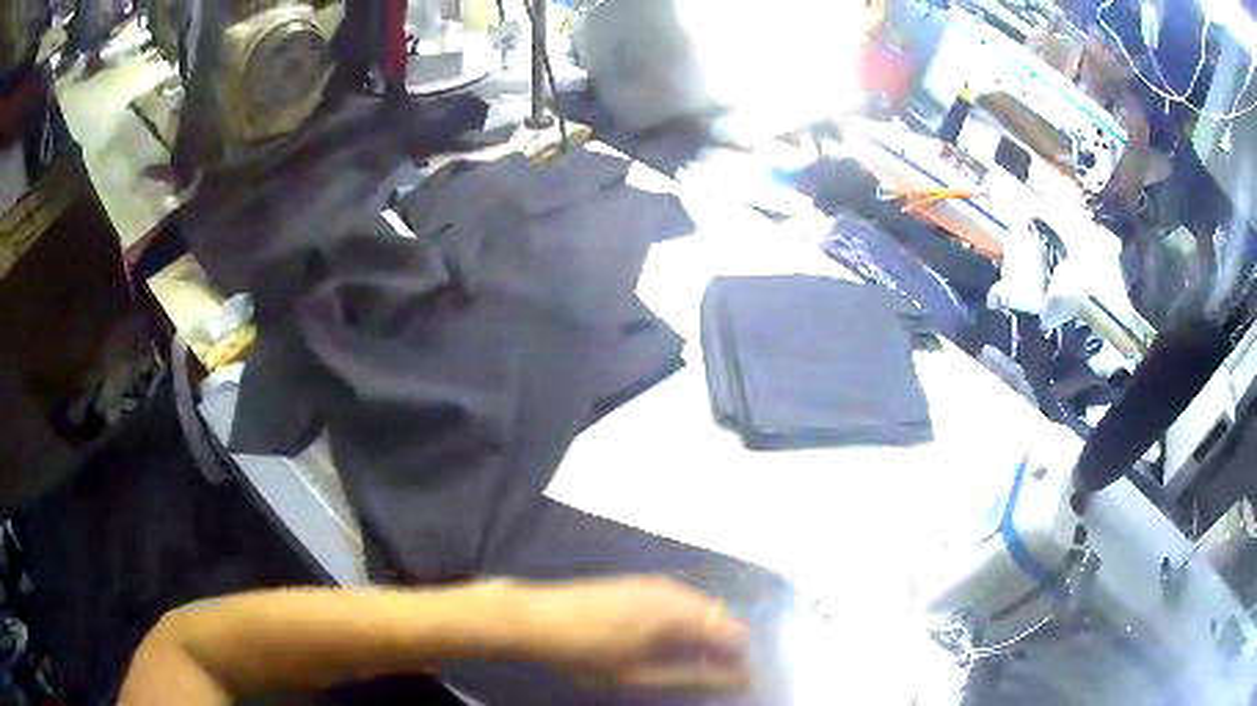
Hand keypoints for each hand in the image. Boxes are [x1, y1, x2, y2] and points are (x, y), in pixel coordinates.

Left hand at [515, 576, 750, 691]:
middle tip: (699, 675)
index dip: (738, 659)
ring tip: (678, 662)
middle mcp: (673, 590)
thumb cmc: (583, 653)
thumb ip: (690, 676)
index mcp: (676, 613)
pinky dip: (683, 623)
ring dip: (702, 635)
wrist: (533, 617)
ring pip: (700, 609)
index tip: (728, 681)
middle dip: (721, 647)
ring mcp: (654, 582)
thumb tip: (737, 677)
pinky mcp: (639, 582)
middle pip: (720, 617)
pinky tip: (659, 642)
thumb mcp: (636, 675)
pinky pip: (679, 602)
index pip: (734, 632)